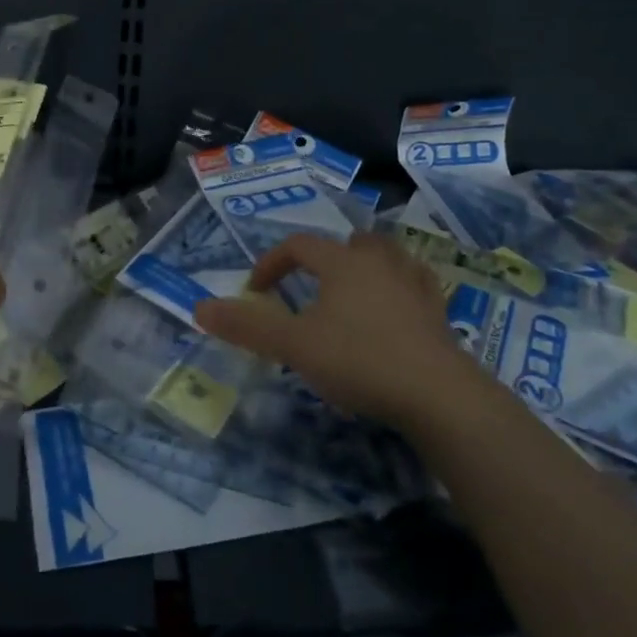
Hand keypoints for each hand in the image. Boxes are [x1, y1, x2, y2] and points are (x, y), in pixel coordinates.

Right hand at [193, 232, 463, 427]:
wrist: (438, 394)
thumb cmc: (358, 360)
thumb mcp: (294, 345)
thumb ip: (247, 326)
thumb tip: (198, 307)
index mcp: (341, 263)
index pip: (299, 246)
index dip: (272, 263)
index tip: (256, 291)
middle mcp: (379, 262)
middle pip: (349, 242)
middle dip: (326, 258)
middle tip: (311, 286)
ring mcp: (414, 284)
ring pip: (387, 256)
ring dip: (366, 265)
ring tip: (353, 291)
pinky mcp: (438, 312)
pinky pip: (417, 283)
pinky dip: (401, 287)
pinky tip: (397, 307)